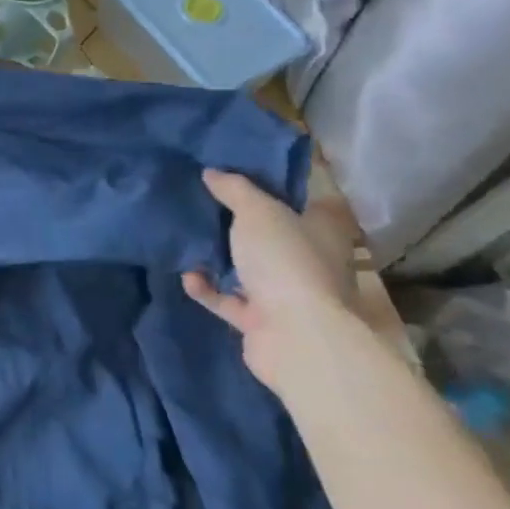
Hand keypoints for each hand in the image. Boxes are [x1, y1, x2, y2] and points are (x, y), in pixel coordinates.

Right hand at [181, 169, 362, 394]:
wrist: (295, 335)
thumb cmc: (285, 261)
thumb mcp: (257, 211)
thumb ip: (234, 189)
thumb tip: (211, 172)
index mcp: (322, 231)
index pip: (302, 202)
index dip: (273, 188)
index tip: (238, 176)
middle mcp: (310, 261)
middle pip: (272, 235)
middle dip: (239, 224)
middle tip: (203, 205)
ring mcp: (288, 294)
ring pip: (249, 269)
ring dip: (219, 259)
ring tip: (188, 239)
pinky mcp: (262, 321)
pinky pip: (228, 299)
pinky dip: (207, 289)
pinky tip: (187, 277)